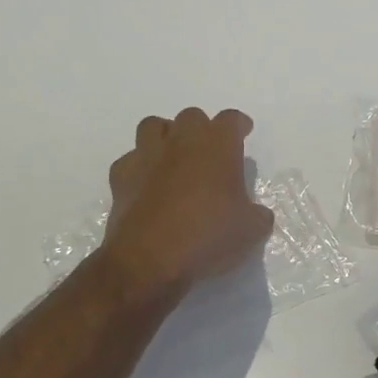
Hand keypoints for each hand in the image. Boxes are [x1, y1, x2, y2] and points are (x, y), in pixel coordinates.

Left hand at [99, 108, 274, 306]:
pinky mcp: (120, 177)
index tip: (243, 133)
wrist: (148, 261)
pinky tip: (147, 185)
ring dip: (166, 137)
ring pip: (154, 126)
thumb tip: (254, 213)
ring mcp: (147, 156)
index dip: (239, 125)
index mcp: (218, 145)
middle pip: (192, 117)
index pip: (231, 119)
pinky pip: (131, 159)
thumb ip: (257, 214)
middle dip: (202, 130)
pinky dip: (140, 167)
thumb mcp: (252, 230)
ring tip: (174, 158)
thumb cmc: (208, 236)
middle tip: (209, 153)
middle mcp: (181, 141)